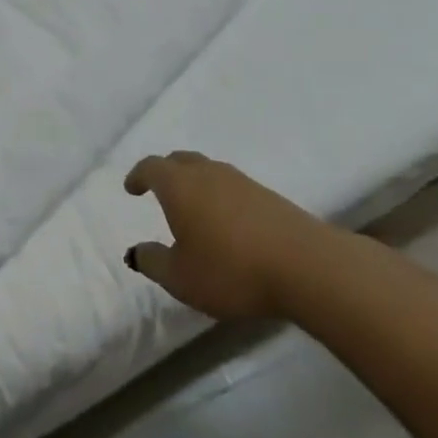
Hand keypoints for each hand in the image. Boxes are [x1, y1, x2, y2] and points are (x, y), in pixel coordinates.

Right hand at [124, 151, 324, 320]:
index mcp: (179, 185)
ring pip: (208, 170)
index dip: (138, 175)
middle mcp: (208, 173)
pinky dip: (219, 195)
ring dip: (194, 182)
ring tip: (192, 205)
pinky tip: (225, 220)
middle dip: (165, 171)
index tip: (131, 188)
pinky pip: (232, 185)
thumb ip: (153, 261)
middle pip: (180, 160)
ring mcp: (241, 181)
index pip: (151, 167)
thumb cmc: (231, 270)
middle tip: (158, 189)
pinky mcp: (268, 196)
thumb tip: (136, 251)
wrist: (306, 266)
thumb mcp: (181, 277)